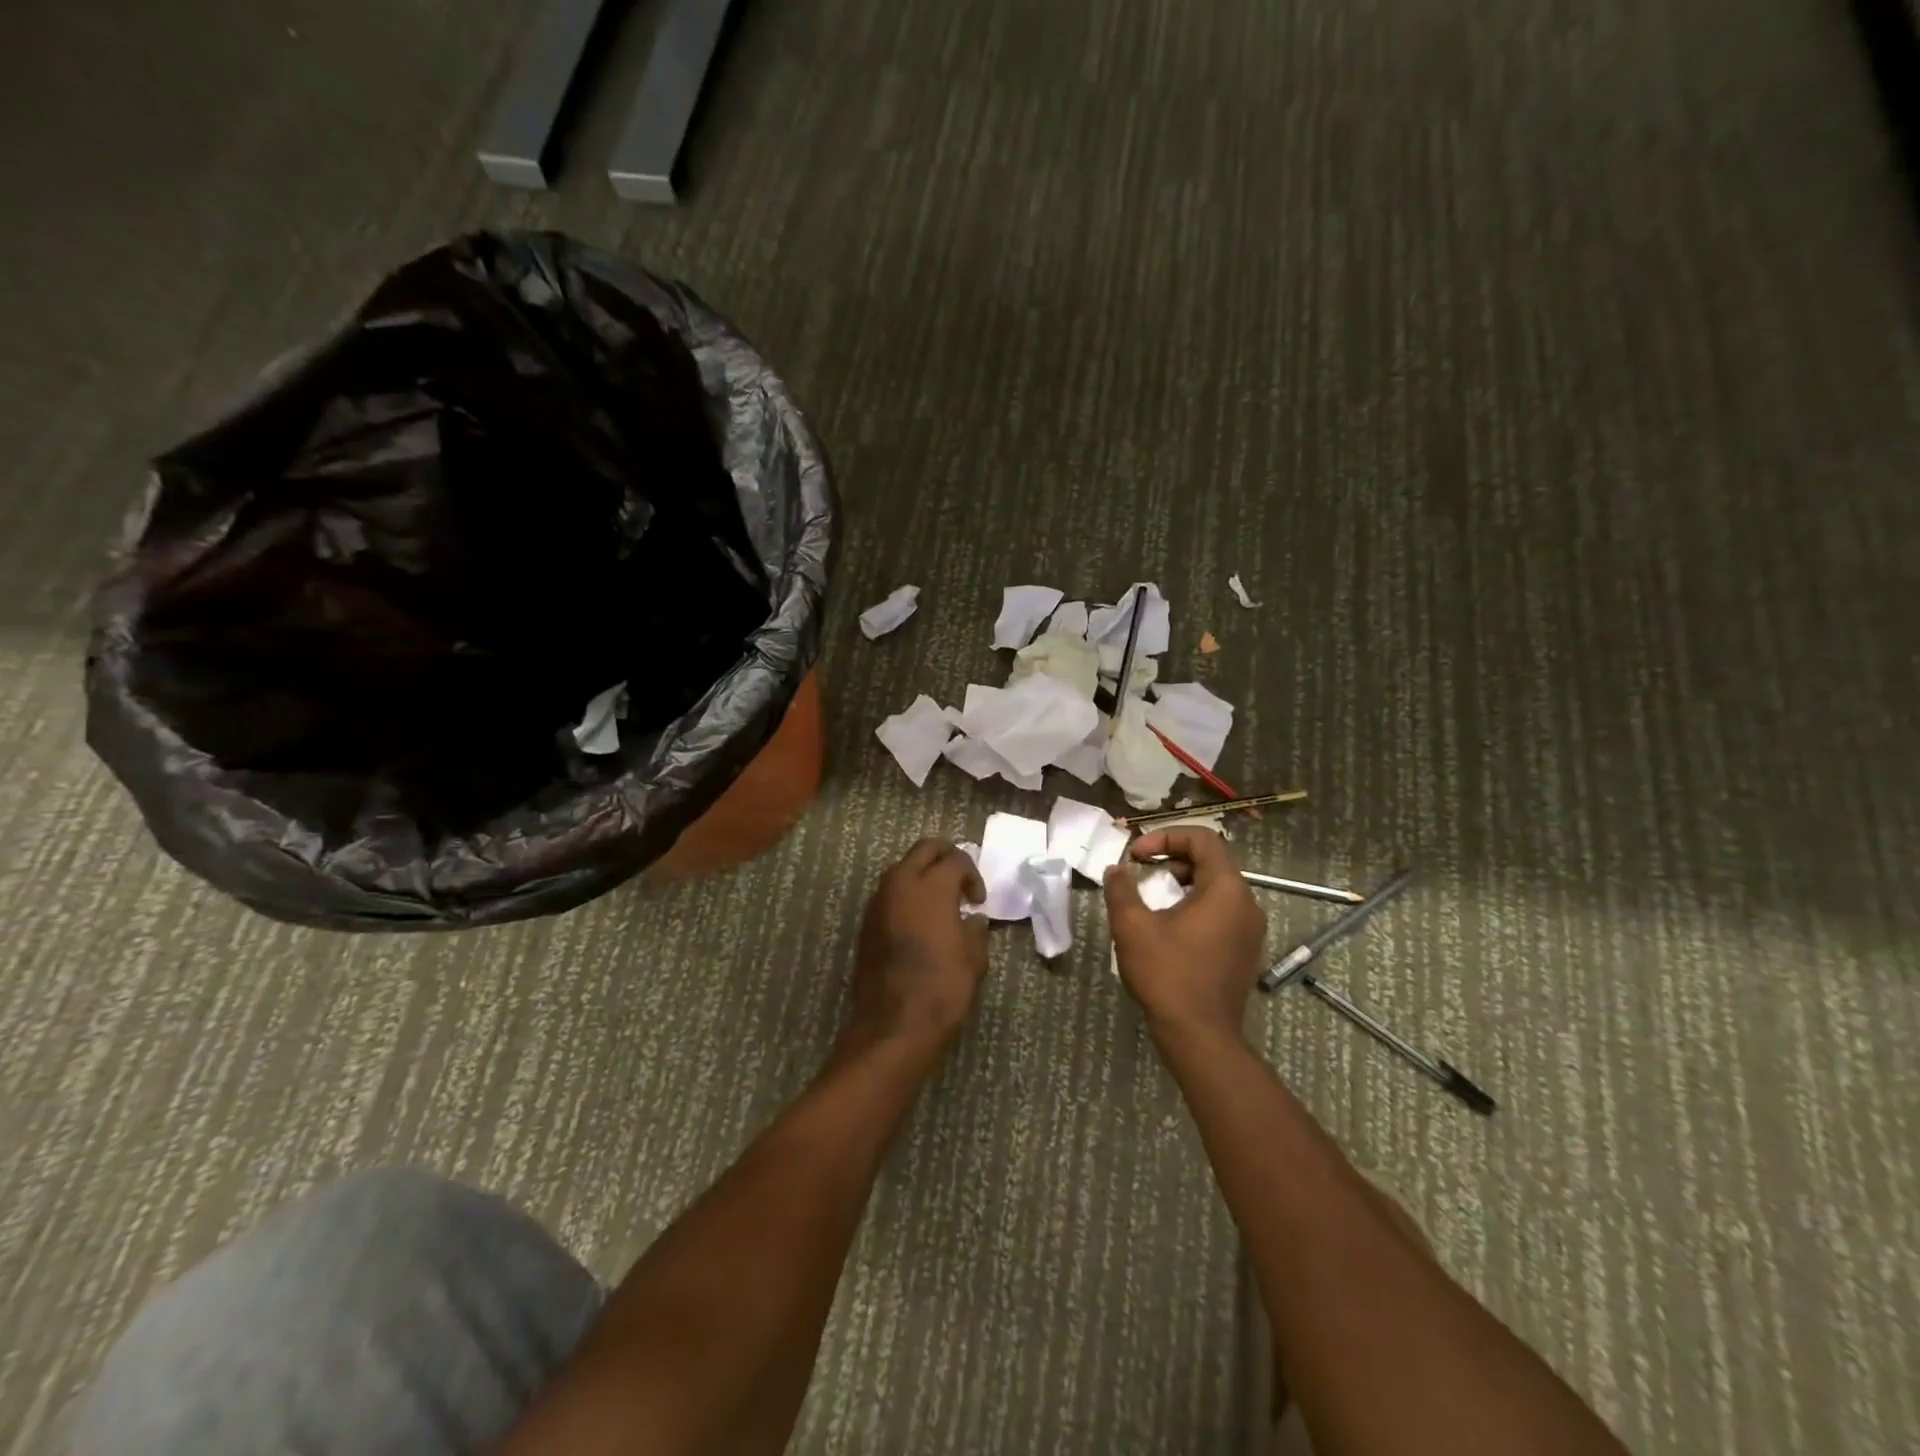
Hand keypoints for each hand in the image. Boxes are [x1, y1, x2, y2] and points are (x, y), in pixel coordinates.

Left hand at [847, 838, 989, 1050]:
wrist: (893, 1024)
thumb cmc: (942, 988)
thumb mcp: (974, 958)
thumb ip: (975, 930)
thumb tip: (972, 919)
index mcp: (932, 885)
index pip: (956, 859)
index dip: (973, 875)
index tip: (978, 901)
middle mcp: (901, 882)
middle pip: (924, 849)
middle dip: (945, 856)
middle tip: (960, 879)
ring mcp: (879, 900)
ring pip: (902, 867)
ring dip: (922, 873)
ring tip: (940, 900)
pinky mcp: (866, 921)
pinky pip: (889, 892)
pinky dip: (906, 894)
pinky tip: (919, 920)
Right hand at [1104, 828, 1266, 1037]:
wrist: (1200, 1037)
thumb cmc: (1168, 975)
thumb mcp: (1133, 927)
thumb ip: (1121, 890)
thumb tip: (1116, 871)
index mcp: (1227, 890)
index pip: (1203, 839)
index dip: (1166, 836)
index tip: (1136, 854)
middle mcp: (1247, 904)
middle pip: (1211, 861)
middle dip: (1171, 858)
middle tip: (1140, 870)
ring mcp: (1250, 930)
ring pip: (1215, 887)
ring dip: (1180, 882)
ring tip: (1150, 897)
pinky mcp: (1244, 951)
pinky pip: (1220, 912)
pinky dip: (1193, 905)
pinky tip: (1167, 926)